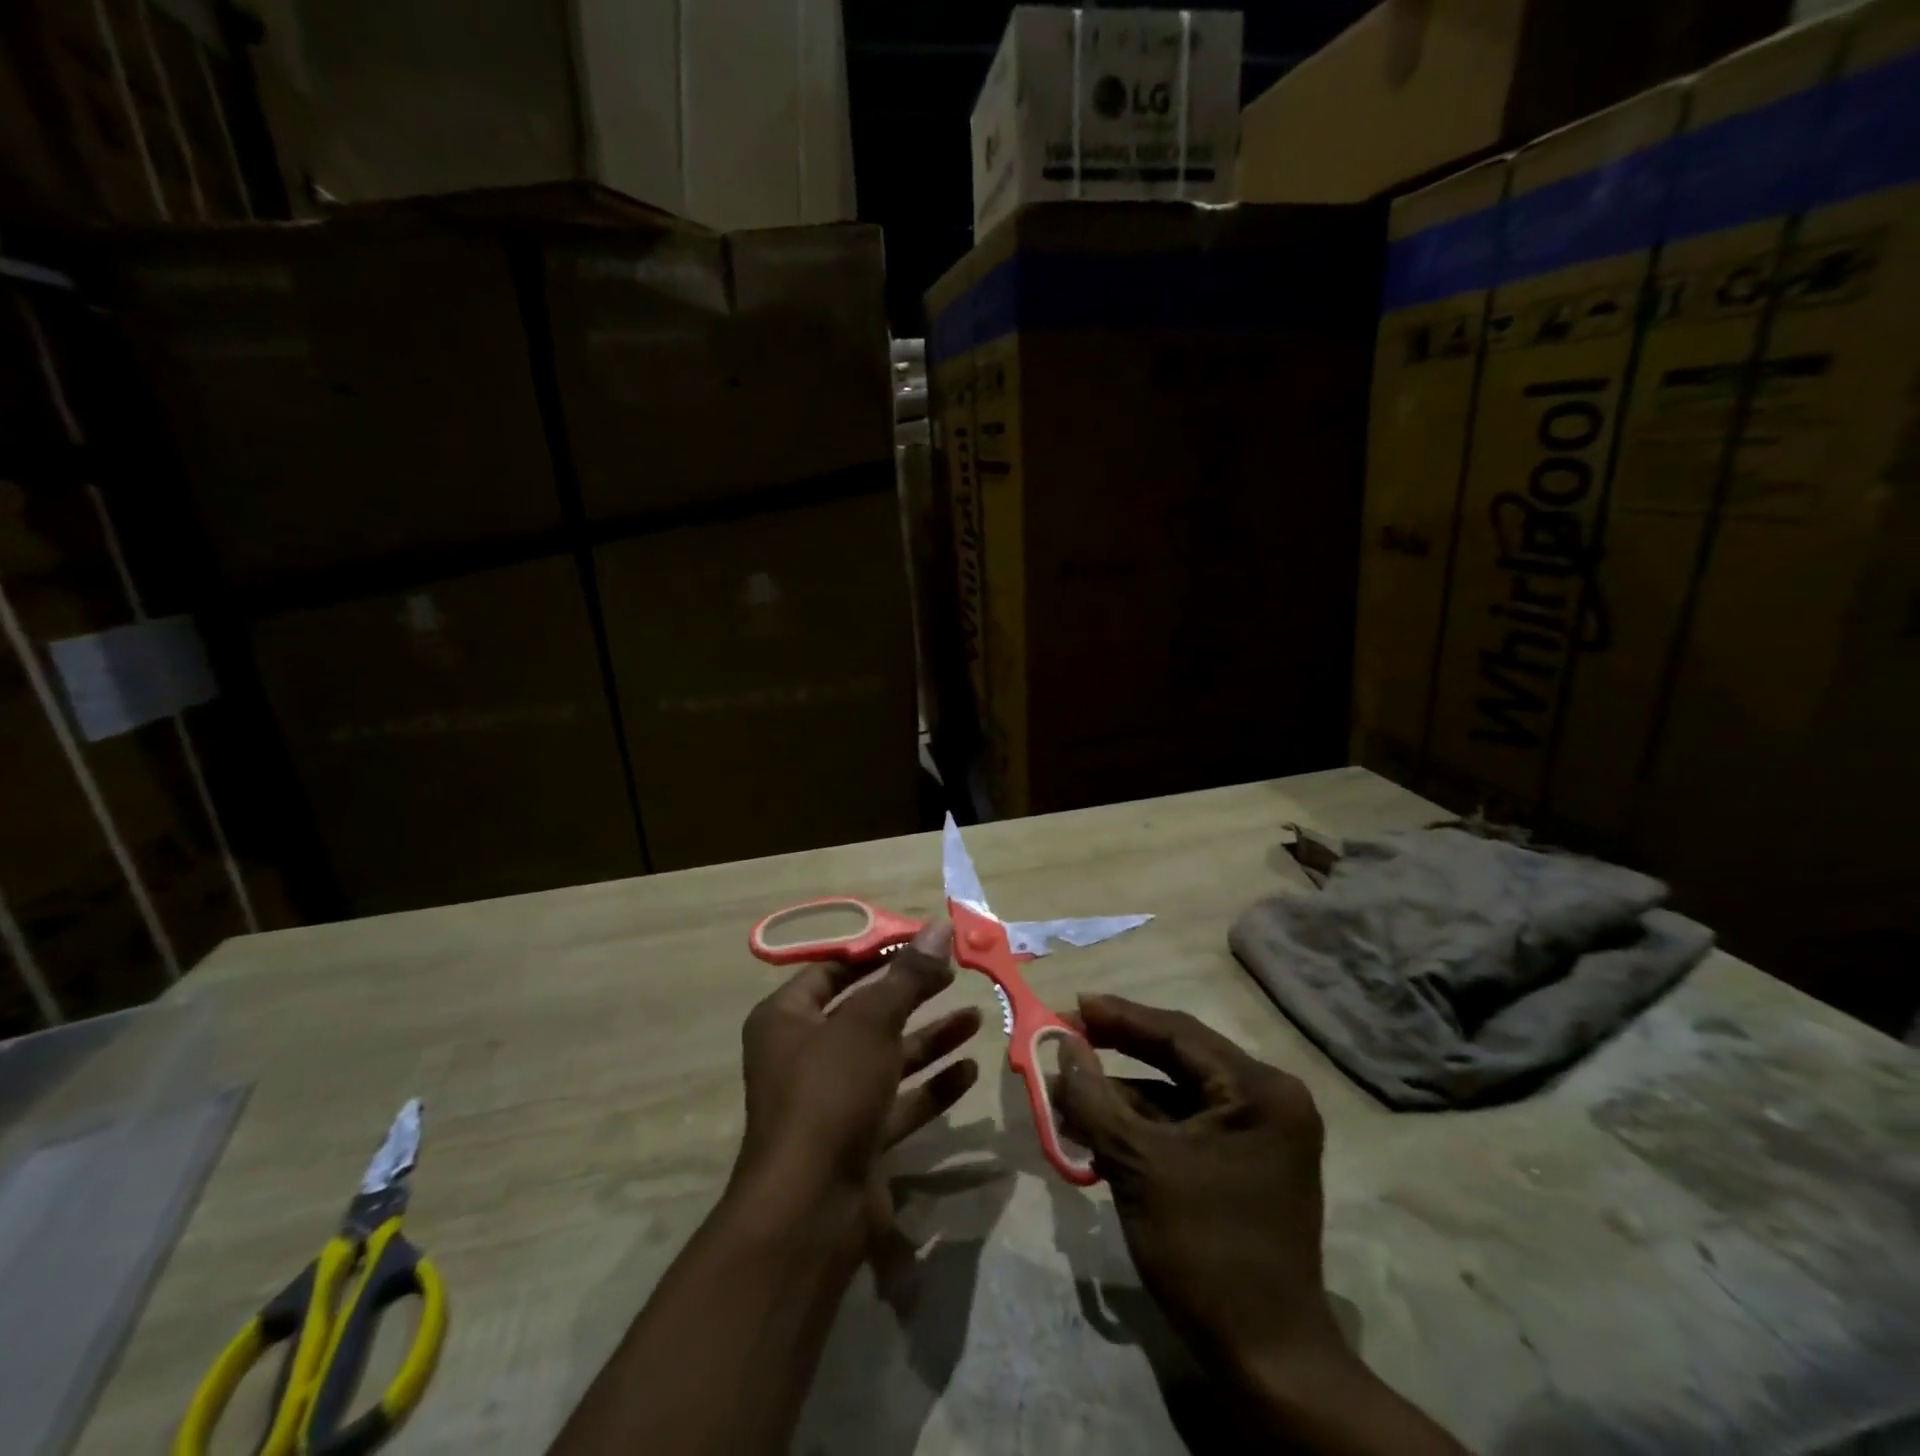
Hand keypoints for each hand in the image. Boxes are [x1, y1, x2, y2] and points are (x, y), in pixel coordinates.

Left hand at [732, 921, 980, 1242]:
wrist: (811, 1209)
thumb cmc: (830, 1092)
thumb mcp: (871, 1023)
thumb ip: (908, 976)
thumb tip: (940, 926)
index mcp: (786, 1019)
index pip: (833, 970)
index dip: (877, 952)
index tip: (922, 941)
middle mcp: (804, 1054)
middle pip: (865, 1012)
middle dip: (911, 994)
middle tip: (955, 974)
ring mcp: (831, 1099)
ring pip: (886, 1057)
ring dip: (929, 1038)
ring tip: (975, 1017)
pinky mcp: (857, 1137)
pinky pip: (897, 1101)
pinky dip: (931, 1086)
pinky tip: (969, 1070)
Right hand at [1051, 994, 1339, 1374]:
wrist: (1266, 1361)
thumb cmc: (1205, 1251)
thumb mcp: (1138, 1166)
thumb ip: (1095, 1098)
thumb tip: (1063, 1046)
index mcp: (1259, 1091)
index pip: (1179, 1033)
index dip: (1120, 1017)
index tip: (1071, 1005)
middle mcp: (1267, 1100)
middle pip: (1179, 1058)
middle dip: (1117, 1052)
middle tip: (1066, 1038)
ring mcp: (1258, 1133)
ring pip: (1177, 1094)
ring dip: (1122, 1096)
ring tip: (1065, 1095)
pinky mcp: (1243, 1162)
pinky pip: (1185, 1125)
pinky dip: (1141, 1126)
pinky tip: (1095, 1129)